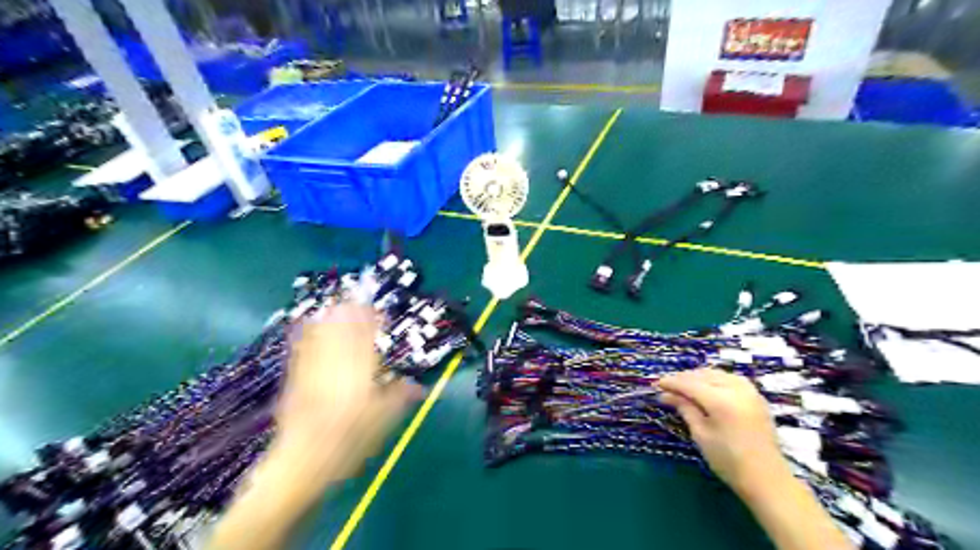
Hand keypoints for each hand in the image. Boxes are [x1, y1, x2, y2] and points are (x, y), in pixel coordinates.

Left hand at [208, 306, 422, 548]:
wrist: (302, 462)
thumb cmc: (349, 442)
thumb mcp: (383, 421)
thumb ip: (401, 397)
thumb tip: (419, 385)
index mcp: (360, 371)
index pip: (366, 335)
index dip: (371, 318)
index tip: (377, 309)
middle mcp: (335, 363)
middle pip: (341, 328)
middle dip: (349, 310)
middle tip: (356, 299)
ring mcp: (312, 369)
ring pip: (321, 334)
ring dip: (329, 316)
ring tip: (336, 303)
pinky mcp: (295, 378)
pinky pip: (301, 347)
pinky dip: (306, 332)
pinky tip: (307, 322)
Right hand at [657, 369, 785, 497]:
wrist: (767, 479)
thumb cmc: (728, 461)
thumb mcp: (701, 434)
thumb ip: (684, 408)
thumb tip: (666, 394)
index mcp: (721, 401)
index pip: (689, 384)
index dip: (671, 382)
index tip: (655, 384)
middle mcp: (736, 389)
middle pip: (703, 375)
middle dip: (684, 378)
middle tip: (667, 387)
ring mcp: (749, 391)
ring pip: (717, 374)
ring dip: (698, 377)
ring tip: (684, 387)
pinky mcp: (756, 396)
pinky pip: (730, 379)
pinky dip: (714, 379)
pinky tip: (706, 387)